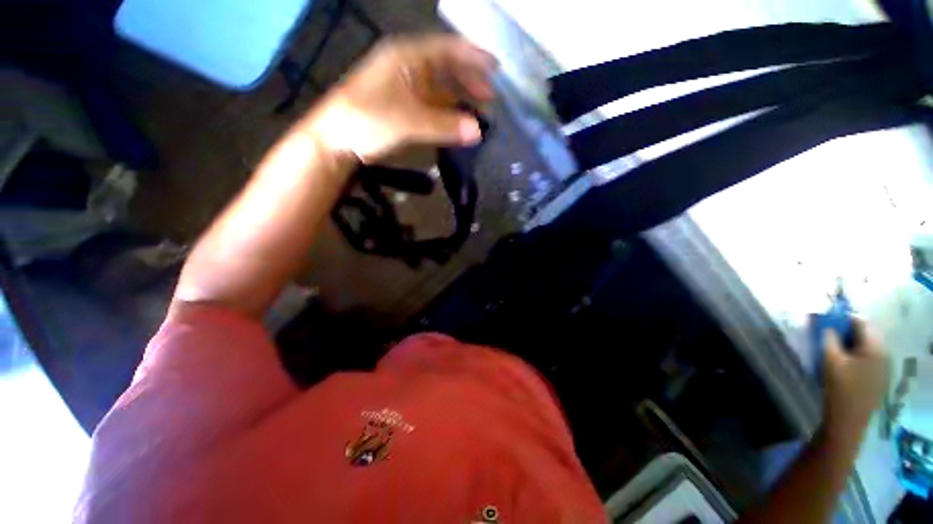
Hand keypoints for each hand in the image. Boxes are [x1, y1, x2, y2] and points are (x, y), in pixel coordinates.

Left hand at [303, 34, 496, 163]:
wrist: (338, 139)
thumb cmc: (369, 119)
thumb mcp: (409, 120)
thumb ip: (444, 125)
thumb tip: (478, 131)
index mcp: (407, 57)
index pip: (447, 49)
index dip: (473, 57)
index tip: (496, 68)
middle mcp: (408, 68)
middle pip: (446, 68)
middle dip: (469, 80)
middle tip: (490, 97)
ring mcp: (406, 89)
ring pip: (440, 89)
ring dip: (460, 98)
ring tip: (478, 111)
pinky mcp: (403, 108)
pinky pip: (432, 107)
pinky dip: (447, 114)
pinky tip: (457, 123)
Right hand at [822, 319, 889, 441]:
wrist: (847, 422)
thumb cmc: (839, 388)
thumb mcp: (829, 359)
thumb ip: (829, 337)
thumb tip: (826, 323)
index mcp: (875, 347)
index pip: (860, 322)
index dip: (842, 318)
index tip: (825, 321)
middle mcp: (884, 354)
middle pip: (865, 334)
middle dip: (845, 332)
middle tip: (826, 336)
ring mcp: (883, 368)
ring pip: (865, 347)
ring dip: (849, 344)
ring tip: (832, 351)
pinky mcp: (878, 379)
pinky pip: (867, 359)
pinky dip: (853, 356)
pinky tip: (841, 365)